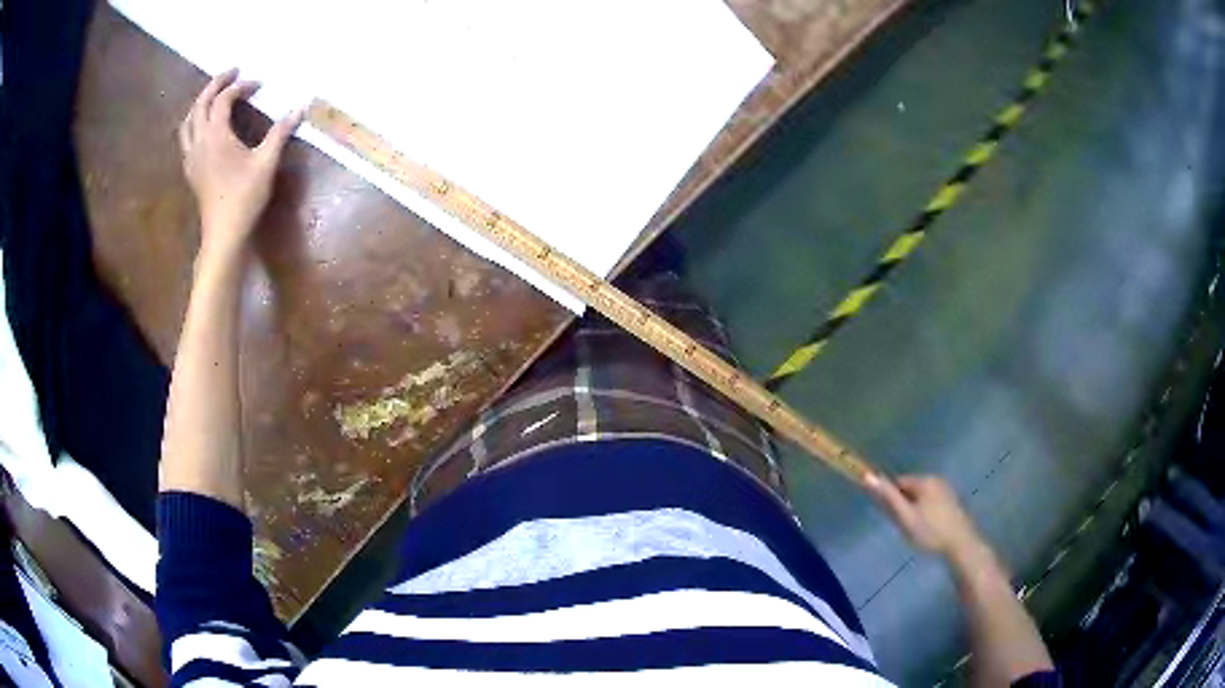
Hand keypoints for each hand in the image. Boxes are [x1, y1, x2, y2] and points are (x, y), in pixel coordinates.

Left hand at [179, 68, 303, 258]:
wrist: (223, 233)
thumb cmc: (244, 197)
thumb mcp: (266, 162)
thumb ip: (281, 131)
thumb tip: (301, 106)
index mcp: (216, 135)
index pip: (224, 99)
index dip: (241, 87)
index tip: (259, 85)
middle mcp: (199, 141)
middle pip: (200, 103)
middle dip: (216, 84)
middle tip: (232, 73)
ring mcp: (192, 157)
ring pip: (188, 120)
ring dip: (200, 103)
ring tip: (214, 95)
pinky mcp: (191, 170)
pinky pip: (186, 137)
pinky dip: (194, 123)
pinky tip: (204, 126)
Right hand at [864, 473, 985, 558]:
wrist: (961, 545)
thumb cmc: (930, 532)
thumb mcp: (906, 517)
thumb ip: (888, 498)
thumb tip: (868, 476)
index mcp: (925, 481)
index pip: (899, 483)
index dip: (892, 500)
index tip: (893, 518)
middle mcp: (937, 480)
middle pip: (912, 489)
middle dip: (905, 505)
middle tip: (905, 527)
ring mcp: (948, 490)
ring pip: (923, 497)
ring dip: (916, 510)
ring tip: (917, 531)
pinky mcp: (954, 502)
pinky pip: (934, 503)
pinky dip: (928, 513)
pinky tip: (930, 529)